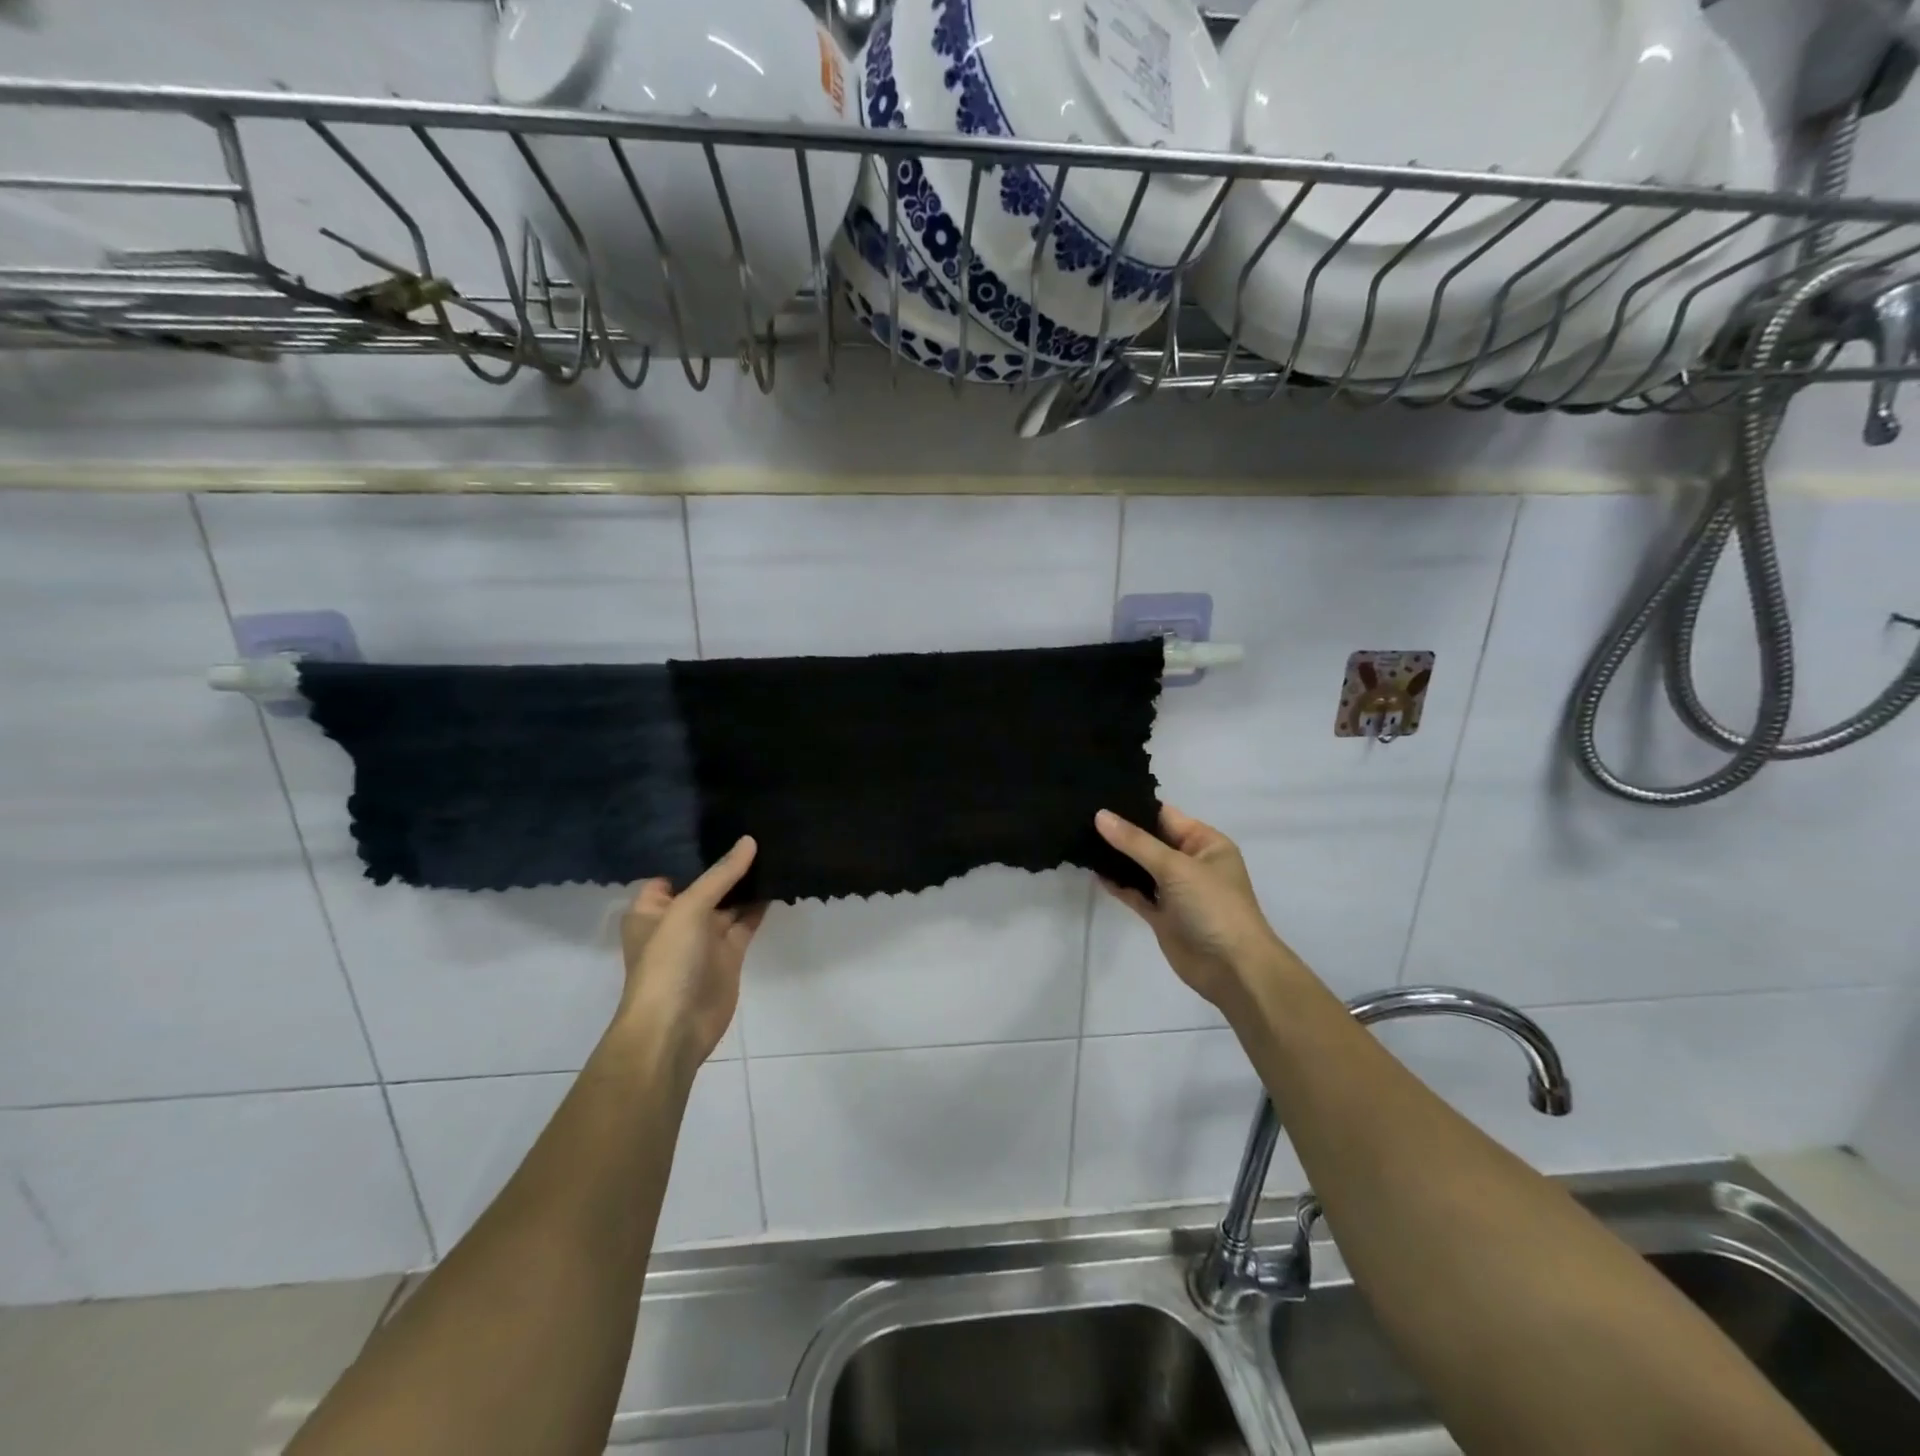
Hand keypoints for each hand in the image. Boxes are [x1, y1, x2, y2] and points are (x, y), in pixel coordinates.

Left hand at [616, 837, 764, 1072]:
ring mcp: (705, 938)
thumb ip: (721, 875)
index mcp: (652, 908)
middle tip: (759, 829)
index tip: (725, 823)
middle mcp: (677, 919)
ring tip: (774, 848)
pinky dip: (760, 905)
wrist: (675, 1027)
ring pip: (730, 902)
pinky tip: (779, 882)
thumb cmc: (667, 961)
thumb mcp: (688, 908)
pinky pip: (746, 921)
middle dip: (728, 863)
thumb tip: (749, 841)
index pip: (674, 870)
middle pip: (706, 884)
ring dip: (748, 883)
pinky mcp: (729, 954)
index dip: (697, 850)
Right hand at [1095, 806, 1289, 1014]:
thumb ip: (1136, 842)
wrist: (1232, 969)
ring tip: (1081, 839)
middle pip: (1150, 840)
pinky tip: (1095, 873)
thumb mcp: (1176, 867)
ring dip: (1116, 858)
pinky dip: (1118, 884)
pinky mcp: (1162, 915)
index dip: (1134, 806)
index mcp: (1205, 843)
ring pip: (1141, 867)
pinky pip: (1136, 893)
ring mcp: (1175, 890)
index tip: (1098, 796)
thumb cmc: (1213, 906)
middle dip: (1120, 832)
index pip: (1165, 816)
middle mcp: (1190, 862)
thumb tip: (1100, 815)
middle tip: (1082, 816)